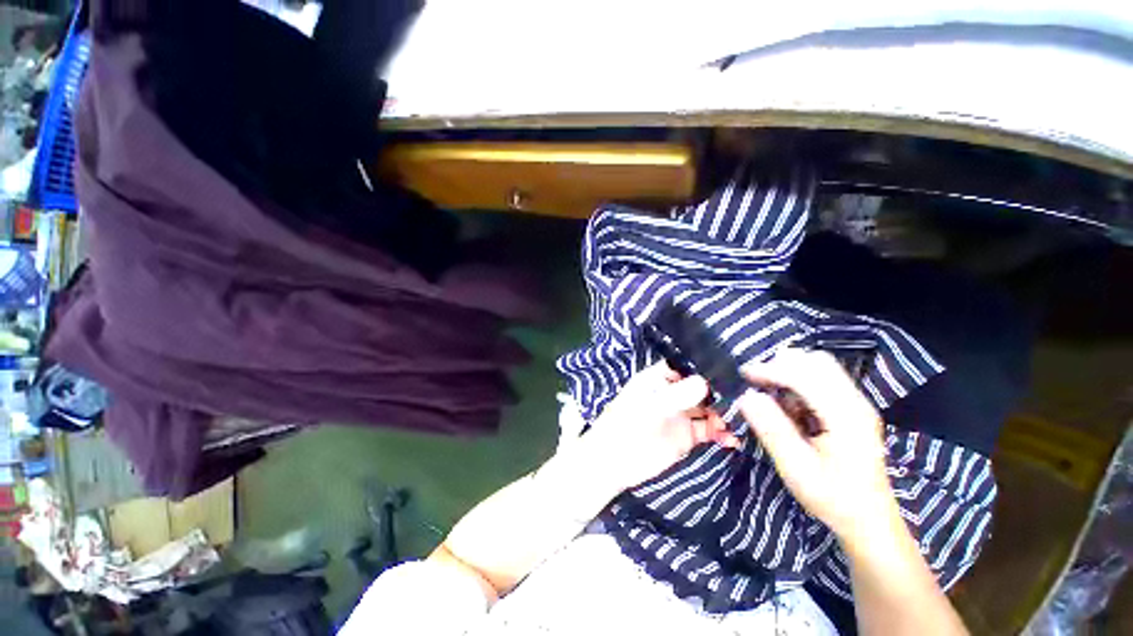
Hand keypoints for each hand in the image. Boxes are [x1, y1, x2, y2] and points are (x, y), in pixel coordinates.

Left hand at [582, 361, 739, 490]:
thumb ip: (677, 395)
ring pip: (708, 409)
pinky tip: (731, 440)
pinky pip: (708, 431)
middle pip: (702, 388)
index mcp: (659, 379)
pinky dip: (721, 434)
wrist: (613, 461)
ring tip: (738, 422)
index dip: (706, 368)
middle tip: (744, 401)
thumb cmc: (626, 425)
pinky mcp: (686, 436)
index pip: (686, 367)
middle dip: (721, 393)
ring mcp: (681, 415)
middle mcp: (673, 393)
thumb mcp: (650, 406)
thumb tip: (704, 382)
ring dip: (724, 414)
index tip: (732, 371)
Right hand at [737, 349, 898, 543]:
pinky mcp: (852, 409)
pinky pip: (823, 380)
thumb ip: (772, 429)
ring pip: (821, 367)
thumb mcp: (797, 468)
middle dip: (781, 365)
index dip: (771, 370)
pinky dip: (799, 381)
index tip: (743, 374)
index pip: (806, 376)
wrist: (870, 520)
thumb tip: (747, 396)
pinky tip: (788, 402)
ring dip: (790, 371)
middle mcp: (856, 403)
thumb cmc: (833, 497)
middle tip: (756, 380)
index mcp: (846, 417)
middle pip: (817, 362)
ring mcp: (857, 405)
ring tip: (769, 390)